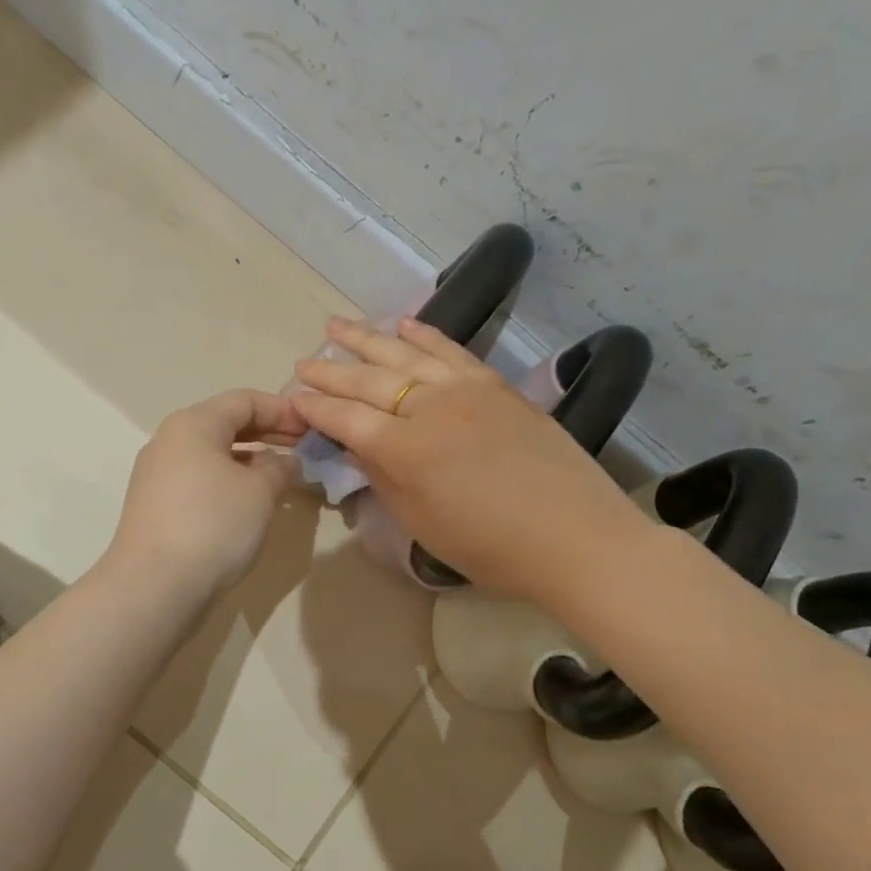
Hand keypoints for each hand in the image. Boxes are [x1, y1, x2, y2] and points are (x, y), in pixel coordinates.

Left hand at [104, 389, 307, 598]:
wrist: (154, 586)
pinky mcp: (155, 505)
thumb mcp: (260, 492)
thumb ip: (279, 467)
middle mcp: (169, 440)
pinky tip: (250, 503)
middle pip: (225, 423)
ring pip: (212, 454)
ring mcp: (157, 474)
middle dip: (267, 433)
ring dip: (249, 460)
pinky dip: (228, 480)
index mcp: (193, 424)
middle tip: (303, 449)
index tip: (312, 428)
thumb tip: (284, 461)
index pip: (244, 400)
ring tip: (282, 478)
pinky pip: (199, 479)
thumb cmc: (213, 526)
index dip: (283, 410)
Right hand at [292, 317, 646, 598]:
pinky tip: (403, 323)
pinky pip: (452, 350)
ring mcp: (466, 390)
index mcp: (405, 450)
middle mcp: (430, 408)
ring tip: (336, 325)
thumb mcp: (422, 524)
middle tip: (304, 362)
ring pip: (405, 356)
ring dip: (367, 339)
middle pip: (368, 382)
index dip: (315, 409)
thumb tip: (360, 448)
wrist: (577, 538)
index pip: (346, 419)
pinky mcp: (496, 386)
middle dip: (331, 372)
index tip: (292, 399)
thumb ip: (384, 480)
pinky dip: (425, 335)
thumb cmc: (491, 548)